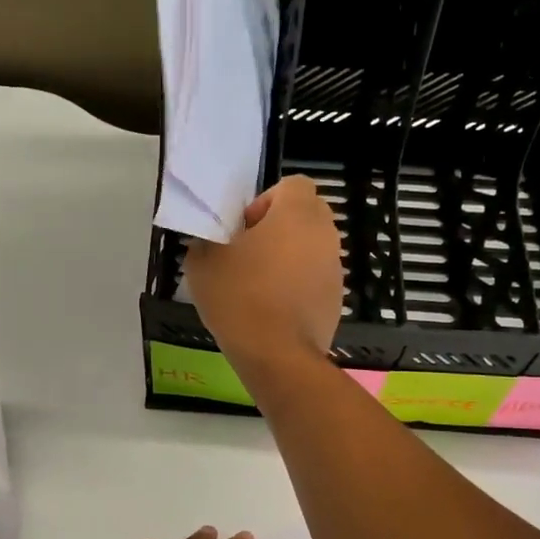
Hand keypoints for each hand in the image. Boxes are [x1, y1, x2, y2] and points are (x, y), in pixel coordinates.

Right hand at [185, 175, 342, 374]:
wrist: (277, 355)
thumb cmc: (239, 297)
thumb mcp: (202, 263)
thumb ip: (207, 240)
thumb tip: (212, 242)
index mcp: (296, 214)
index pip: (294, 184)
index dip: (267, 200)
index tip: (245, 228)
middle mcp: (324, 234)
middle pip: (306, 213)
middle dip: (279, 226)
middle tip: (249, 252)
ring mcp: (335, 268)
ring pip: (312, 247)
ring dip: (289, 256)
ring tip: (259, 284)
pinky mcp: (336, 298)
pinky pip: (316, 277)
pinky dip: (298, 284)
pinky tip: (273, 309)